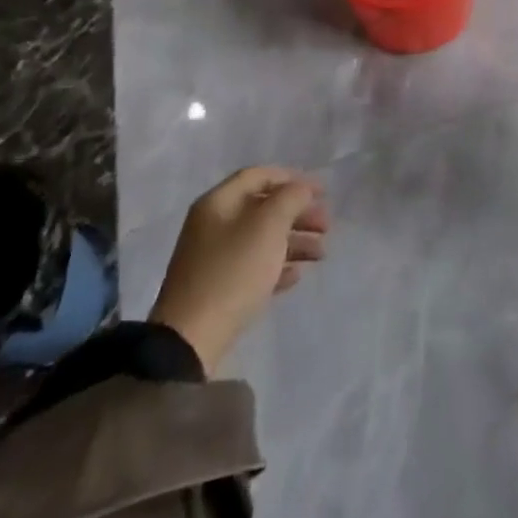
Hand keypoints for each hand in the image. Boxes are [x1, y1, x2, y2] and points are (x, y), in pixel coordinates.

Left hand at [148, 167, 329, 372]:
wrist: (190, 341)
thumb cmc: (233, 271)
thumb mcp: (268, 226)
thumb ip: (291, 198)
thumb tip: (301, 189)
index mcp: (218, 202)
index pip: (259, 176)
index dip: (292, 178)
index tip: (321, 192)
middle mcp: (213, 225)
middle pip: (263, 208)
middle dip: (298, 214)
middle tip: (327, 226)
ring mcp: (213, 259)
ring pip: (261, 239)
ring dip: (294, 242)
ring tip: (321, 254)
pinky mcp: (217, 290)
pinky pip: (253, 268)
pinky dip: (276, 266)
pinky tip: (296, 276)